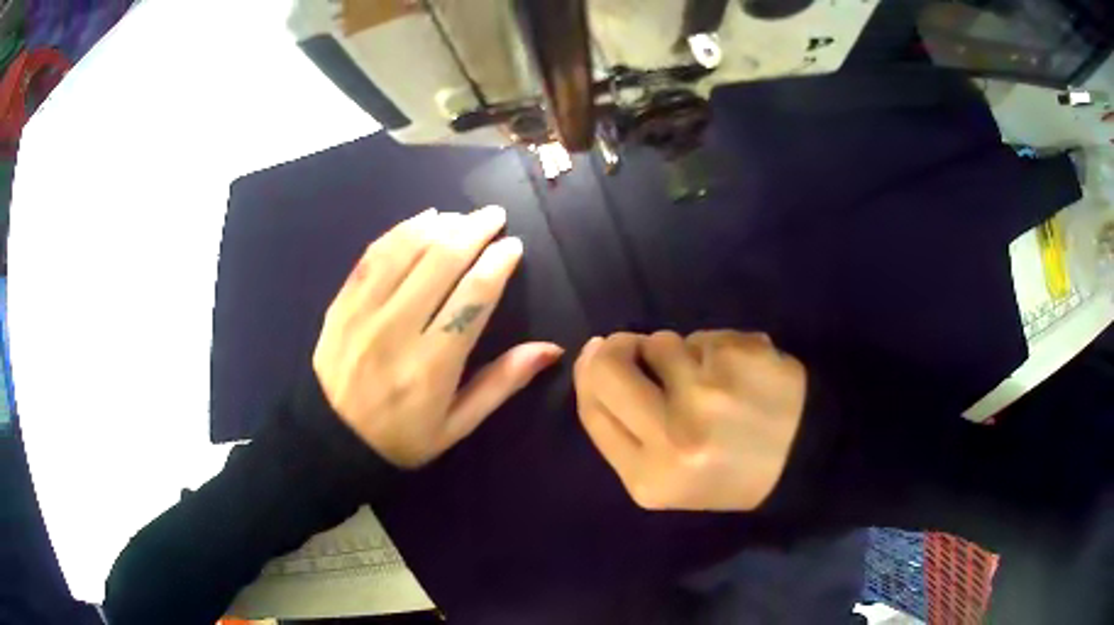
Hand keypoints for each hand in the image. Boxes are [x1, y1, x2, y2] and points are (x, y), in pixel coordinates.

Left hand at [313, 206, 562, 467]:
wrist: (332, 440)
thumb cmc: (402, 437)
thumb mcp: (457, 425)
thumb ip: (502, 383)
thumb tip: (551, 349)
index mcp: (431, 366)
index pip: (472, 297)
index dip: (497, 264)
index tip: (513, 246)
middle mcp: (396, 331)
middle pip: (441, 262)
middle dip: (474, 231)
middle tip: (494, 215)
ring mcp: (363, 313)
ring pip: (406, 250)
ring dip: (440, 225)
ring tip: (462, 217)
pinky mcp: (341, 303)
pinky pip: (373, 255)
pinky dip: (401, 231)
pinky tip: (422, 219)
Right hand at [573, 330, 806, 510]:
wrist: (807, 460)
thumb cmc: (732, 473)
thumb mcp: (668, 477)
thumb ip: (624, 428)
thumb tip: (595, 356)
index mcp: (649, 478)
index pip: (593, 408)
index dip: (589, 373)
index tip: (598, 354)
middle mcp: (673, 436)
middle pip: (609, 369)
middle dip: (617, 348)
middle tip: (636, 347)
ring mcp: (708, 392)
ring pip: (662, 343)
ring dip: (678, 352)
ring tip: (711, 379)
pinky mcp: (739, 356)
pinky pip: (704, 337)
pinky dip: (715, 349)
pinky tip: (742, 373)